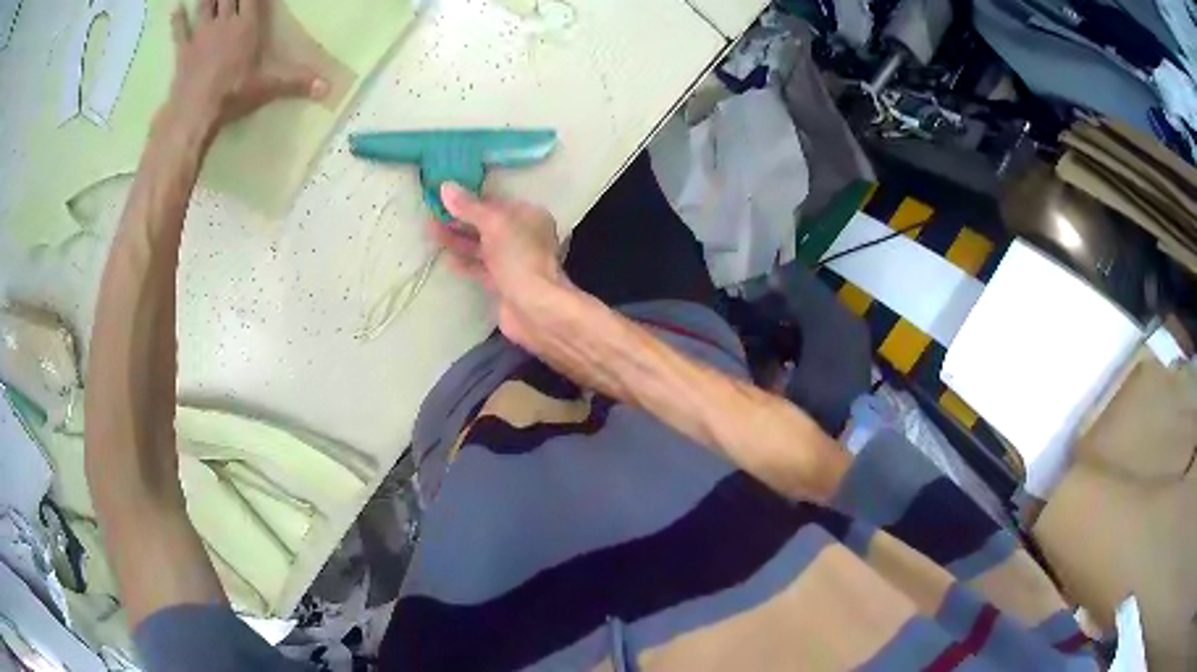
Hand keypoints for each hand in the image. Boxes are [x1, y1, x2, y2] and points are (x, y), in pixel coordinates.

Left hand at [168, 0, 326, 130]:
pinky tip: (175, 9)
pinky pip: (179, 31)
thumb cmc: (232, 95)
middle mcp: (225, 22)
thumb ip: (296, 83)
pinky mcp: (183, 51)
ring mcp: (201, 35)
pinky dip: (177, 20)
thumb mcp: (268, 88)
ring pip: (205, 4)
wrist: (194, 113)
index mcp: (247, 25)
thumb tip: (328, 88)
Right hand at [430, 183, 564, 347]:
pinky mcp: (504, 283)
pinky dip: (465, 262)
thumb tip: (445, 186)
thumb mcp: (494, 224)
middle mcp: (524, 236)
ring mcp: (514, 261)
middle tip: (431, 213)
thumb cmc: (519, 258)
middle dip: (460, 219)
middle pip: (487, 224)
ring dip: (457, 240)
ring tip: (430, 231)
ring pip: (481, 246)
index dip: (471, 199)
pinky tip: (446, 259)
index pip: (496, 202)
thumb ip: (469, 207)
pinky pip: (480, 268)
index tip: (445, 196)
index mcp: (529, 216)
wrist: (534, 309)